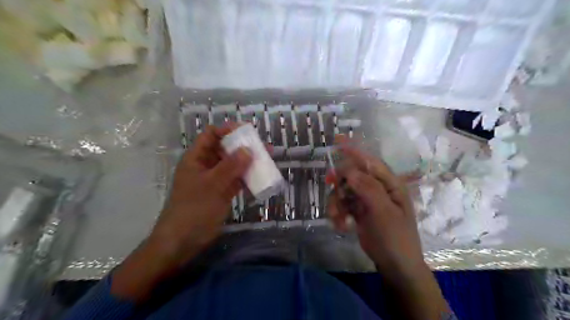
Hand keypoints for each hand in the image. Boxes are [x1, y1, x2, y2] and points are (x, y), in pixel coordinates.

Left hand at [149, 125, 251, 264]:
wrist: (183, 241)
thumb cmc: (193, 210)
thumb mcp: (212, 186)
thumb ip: (230, 167)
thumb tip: (248, 149)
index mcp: (197, 158)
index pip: (211, 135)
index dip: (227, 129)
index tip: (247, 130)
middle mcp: (206, 166)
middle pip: (225, 149)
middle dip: (243, 146)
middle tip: (263, 146)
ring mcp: (215, 180)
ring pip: (233, 165)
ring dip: (249, 162)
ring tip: (267, 159)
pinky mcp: (222, 193)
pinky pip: (237, 180)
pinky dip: (248, 178)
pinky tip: (262, 177)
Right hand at [328, 143, 424, 276]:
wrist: (394, 265)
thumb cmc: (395, 238)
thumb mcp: (384, 213)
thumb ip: (368, 189)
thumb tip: (350, 171)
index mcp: (389, 184)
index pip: (370, 162)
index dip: (354, 150)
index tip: (337, 141)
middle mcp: (377, 188)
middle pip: (352, 175)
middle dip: (340, 183)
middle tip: (331, 186)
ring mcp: (366, 200)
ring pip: (343, 191)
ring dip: (336, 203)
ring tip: (338, 219)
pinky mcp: (357, 211)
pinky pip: (342, 205)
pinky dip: (338, 213)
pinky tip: (341, 225)